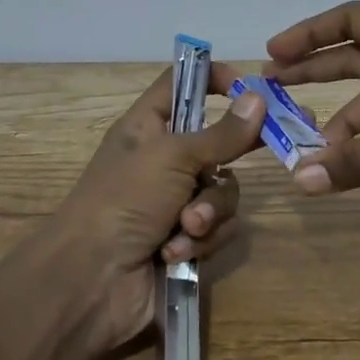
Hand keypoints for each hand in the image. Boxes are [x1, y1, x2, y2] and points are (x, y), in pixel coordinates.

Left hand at [48, 63, 266, 347]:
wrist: (92, 281)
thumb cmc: (124, 200)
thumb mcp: (172, 157)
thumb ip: (221, 133)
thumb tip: (258, 98)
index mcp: (148, 127)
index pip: (181, 84)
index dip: (212, 78)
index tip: (247, 88)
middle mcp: (164, 160)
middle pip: (217, 142)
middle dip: (230, 158)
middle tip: (267, 147)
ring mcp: (176, 201)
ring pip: (223, 190)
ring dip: (209, 210)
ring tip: (187, 226)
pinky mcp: (187, 239)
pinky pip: (218, 228)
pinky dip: (201, 240)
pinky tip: (175, 252)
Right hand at [264, 1, 359, 241]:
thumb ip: (355, 163)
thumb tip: (300, 181)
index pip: (353, 19)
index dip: (309, 33)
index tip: (272, 53)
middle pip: (358, 52)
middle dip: (314, 69)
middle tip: (270, 87)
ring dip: (341, 113)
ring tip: (306, 141)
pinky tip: (348, 161)